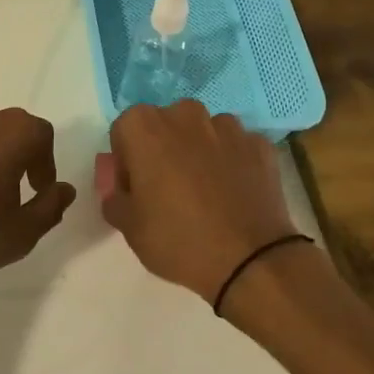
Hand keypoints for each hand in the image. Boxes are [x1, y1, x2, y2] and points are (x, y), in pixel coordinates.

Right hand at [103, 101, 297, 305]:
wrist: (250, 259)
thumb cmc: (178, 239)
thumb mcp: (129, 228)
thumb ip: (115, 199)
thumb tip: (121, 190)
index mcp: (145, 127)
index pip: (125, 131)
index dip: (127, 160)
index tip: (136, 188)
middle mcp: (185, 114)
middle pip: (165, 125)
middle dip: (163, 149)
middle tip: (168, 189)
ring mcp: (227, 126)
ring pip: (203, 132)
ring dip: (199, 152)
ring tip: (206, 193)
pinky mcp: (259, 144)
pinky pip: (236, 147)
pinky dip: (232, 163)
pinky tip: (234, 194)